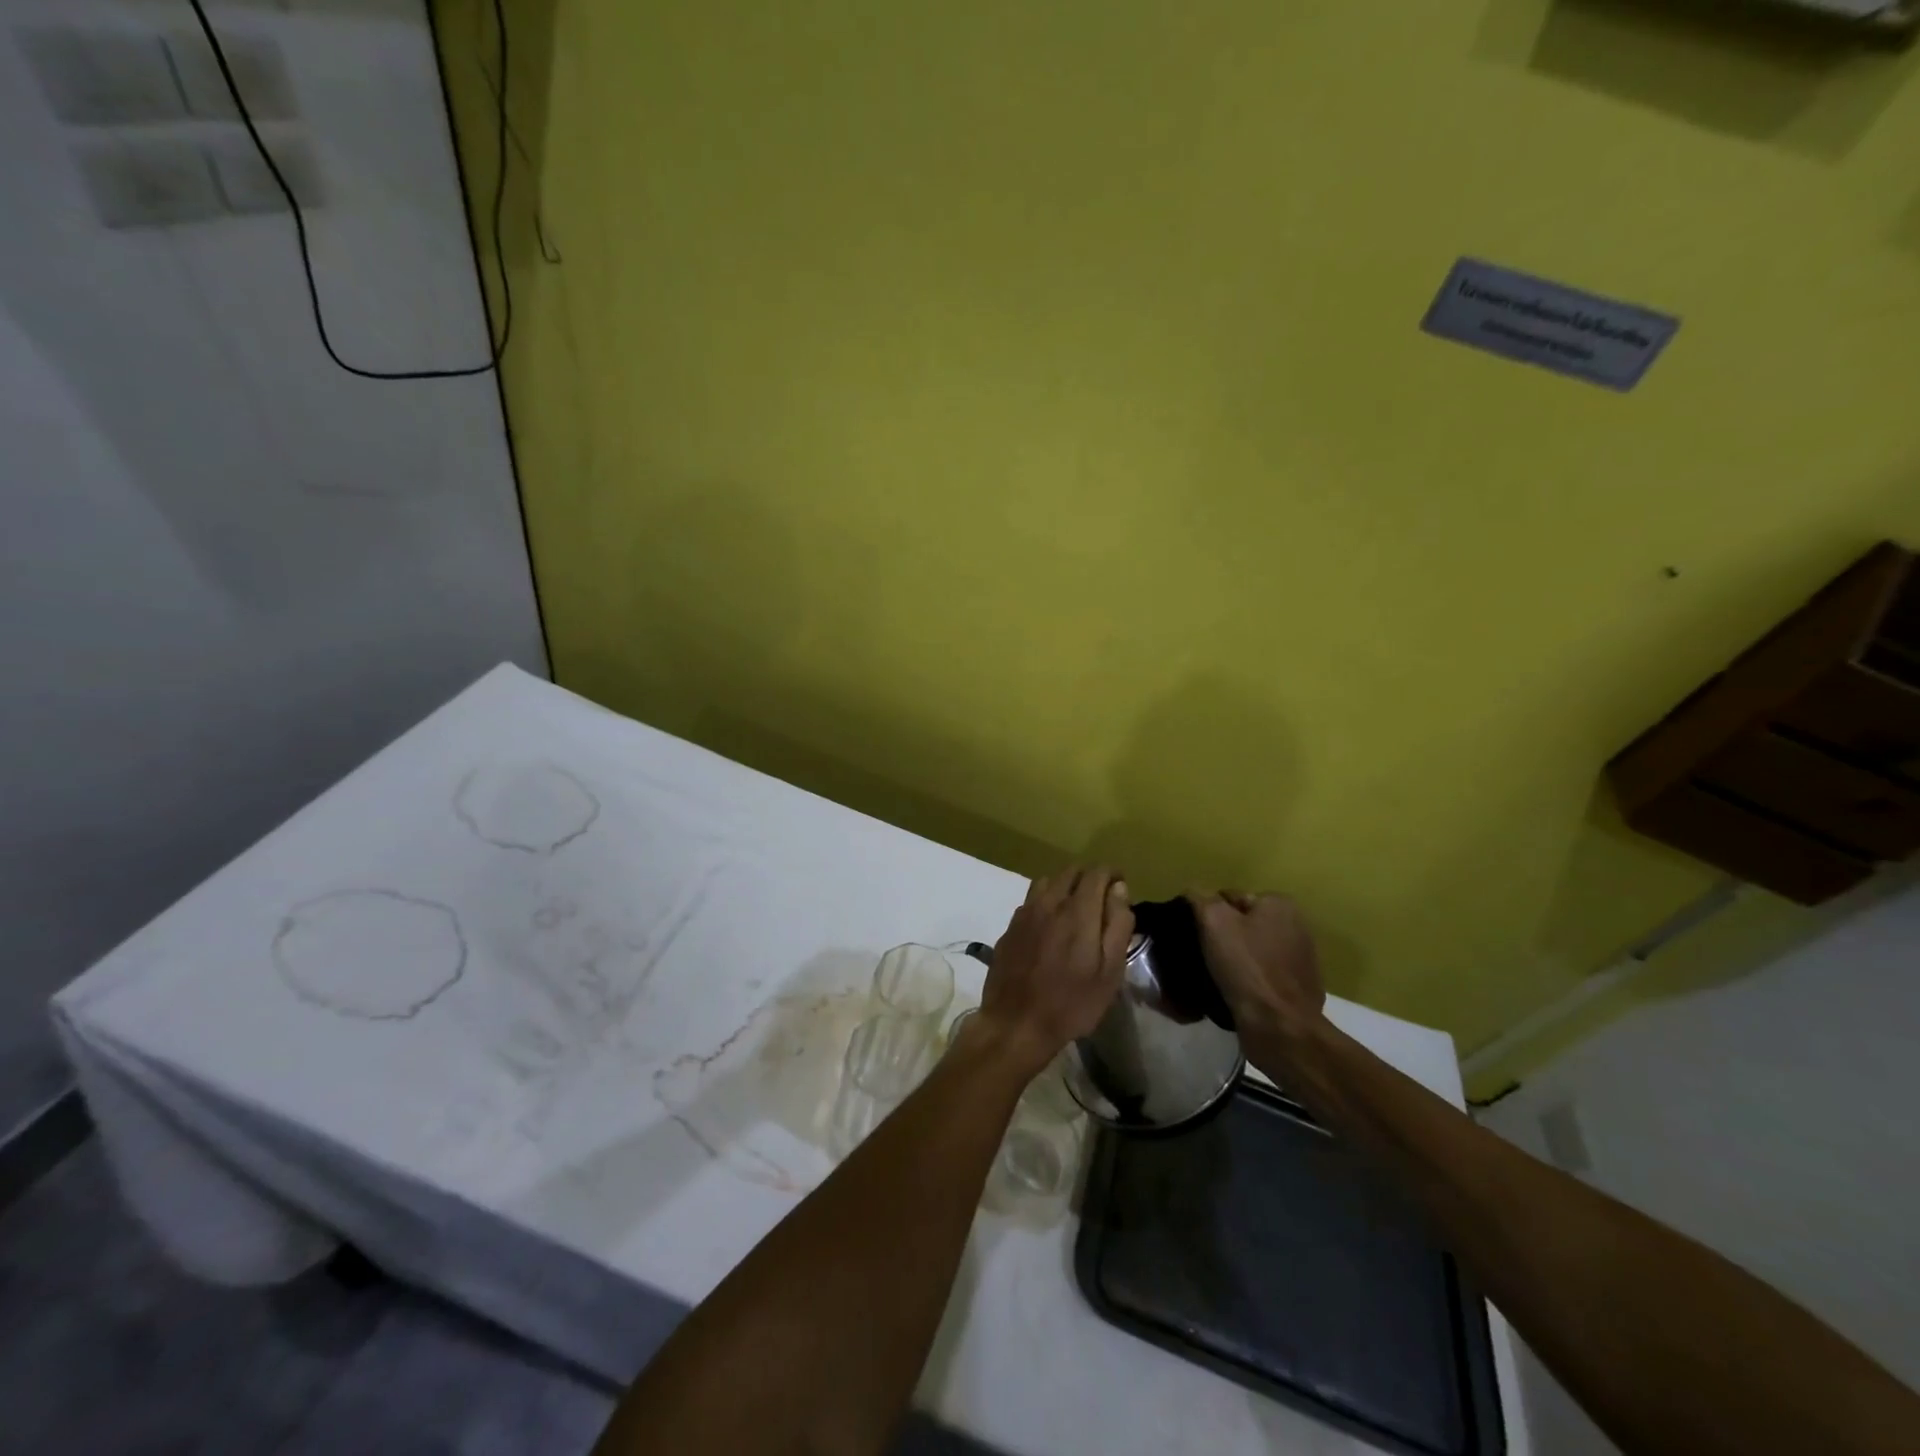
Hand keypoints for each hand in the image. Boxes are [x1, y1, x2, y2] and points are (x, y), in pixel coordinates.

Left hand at [976, 867, 1132, 1076]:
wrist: (1016, 1024)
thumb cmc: (1072, 1003)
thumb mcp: (1109, 972)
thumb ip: (1117, 926)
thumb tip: (1119, 890)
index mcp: (1078, 912)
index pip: (1096, 873)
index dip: (1112, 874)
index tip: (1120, 887)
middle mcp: (1049, 903)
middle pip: (1071, 871)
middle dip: (1090, 878)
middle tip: (1101, 900)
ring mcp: (1025, 913)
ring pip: (1048, 882)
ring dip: (1065, 887)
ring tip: (1075, 910)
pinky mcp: (1010, 926)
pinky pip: (1031, 901)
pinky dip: (1045, 902)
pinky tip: (1050, 926)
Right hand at [1189, 891, 1324, 1045]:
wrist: (1280, 1028)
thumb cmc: (1247, 968)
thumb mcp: (1213, 921)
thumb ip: (1200, 898)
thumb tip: (1193, 893)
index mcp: (1279, 904)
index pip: (1228, 898)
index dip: (1205, 914)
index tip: (1193, 935)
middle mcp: (1295, 926)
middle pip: (1240, 924)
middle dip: (1221, 938)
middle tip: (1199, 955)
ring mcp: (1299, 960)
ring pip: (1249, 952)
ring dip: (1232, 962)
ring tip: (1211, 977)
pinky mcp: (1296, 989)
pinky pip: (1260, 976)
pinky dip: (1246, 982)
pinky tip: (1230, 993)